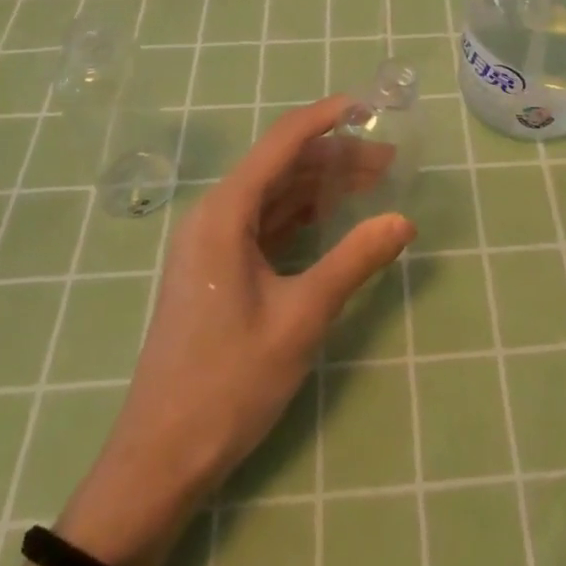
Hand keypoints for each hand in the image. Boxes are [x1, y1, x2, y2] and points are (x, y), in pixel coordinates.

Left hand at [58, 97, 414, 565]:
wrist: (160, 459)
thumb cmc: (228, 383)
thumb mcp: (301, 318)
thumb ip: (354, 261)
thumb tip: (404, 220)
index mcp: (225, 213)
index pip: (282, 142)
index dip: (326, 118)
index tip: (370, 106)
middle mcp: (214, 216)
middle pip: (282, 166)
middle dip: (336, 156)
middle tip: (391, 157)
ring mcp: (213, 243)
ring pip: (275, 194)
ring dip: (322, 185)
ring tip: (375, 181)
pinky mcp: (217, 269)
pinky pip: (266, 223)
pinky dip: (303, 214)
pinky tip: (335, 217)